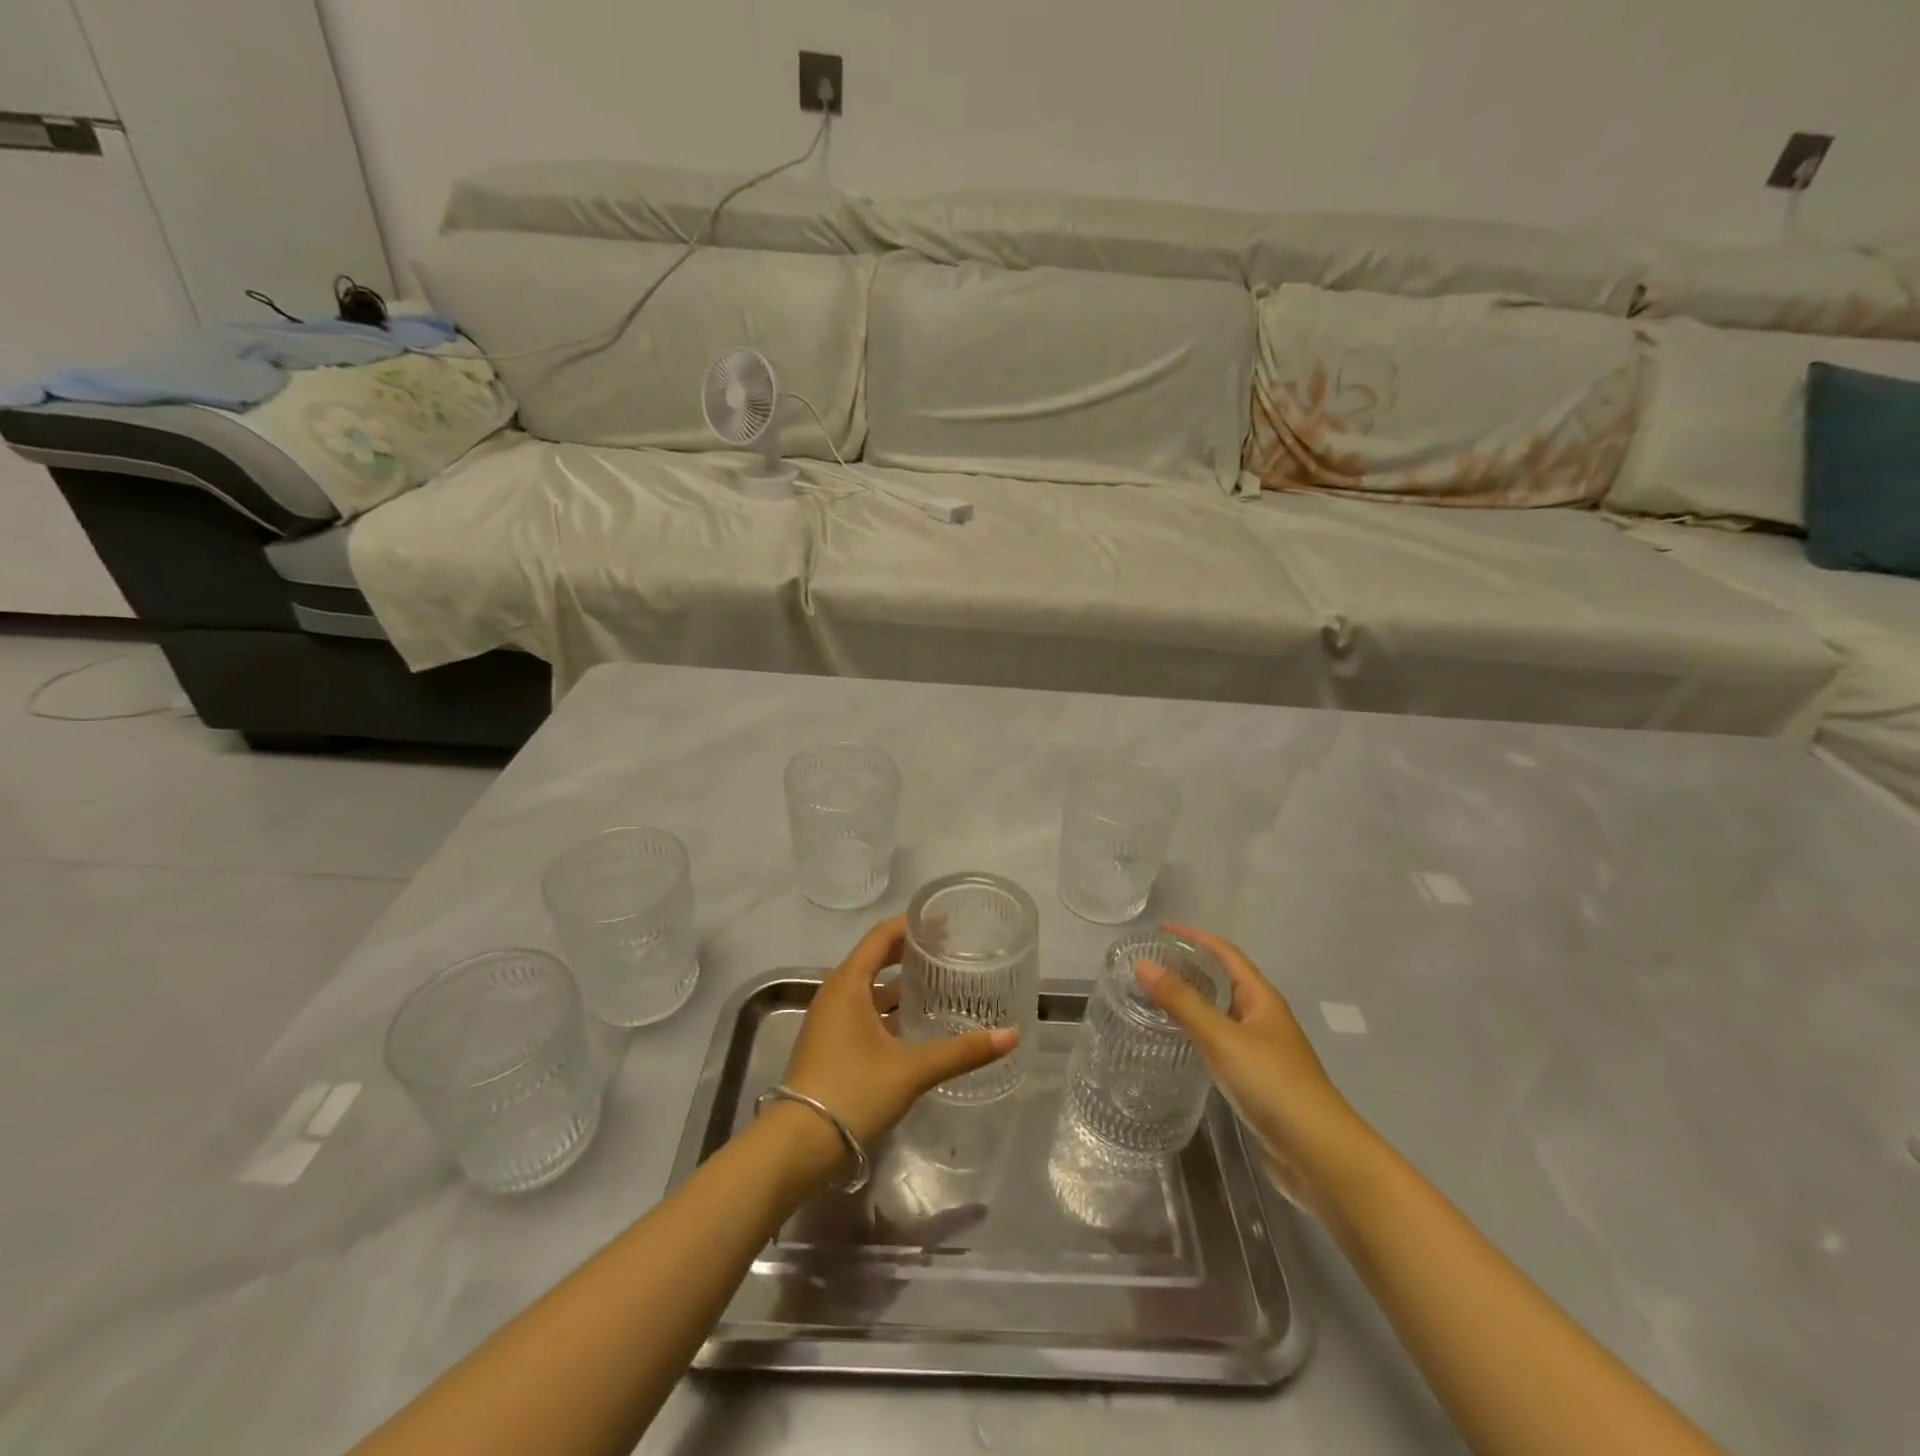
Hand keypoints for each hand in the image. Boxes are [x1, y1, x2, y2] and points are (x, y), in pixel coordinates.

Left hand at [782, 917, 1017, 1148]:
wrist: (798, 1146)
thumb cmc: (854, 1091)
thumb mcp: (912, 1069)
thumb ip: (962, 1051)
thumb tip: (1011, 1036)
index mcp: (848, 984)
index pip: (881, 937)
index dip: (911, 925)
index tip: (944, 920)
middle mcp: (835, 994)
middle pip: (874, 959)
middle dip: (908, 951)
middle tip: (947, 949)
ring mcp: (829, 1020)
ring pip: (869, 988)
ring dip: (899, 983)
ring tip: (937, 982)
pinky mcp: (830, 1044)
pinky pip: (863, 1011)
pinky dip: (888, 1008)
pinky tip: (914, 1024)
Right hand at [1136, 922, 1376, 1212]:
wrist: (1319, 1155)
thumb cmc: (1273, 1084)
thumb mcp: (1222, 1038)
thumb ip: (1182, 1001)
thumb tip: (1142, 963)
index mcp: (1262, 998)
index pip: (1226, 954)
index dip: (1195, 937)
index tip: (1161, 929)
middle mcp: (1264, 1018)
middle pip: (1225, 980)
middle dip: (1192, 967)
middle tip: (1152, 964)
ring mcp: (1263, 1050)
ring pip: (1222, 1012)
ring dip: (1194, 1000)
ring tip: (1156, 997)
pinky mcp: (1257, 1079)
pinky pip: (1222, 1041)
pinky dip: (1199, 1032)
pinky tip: (1180, 1042)